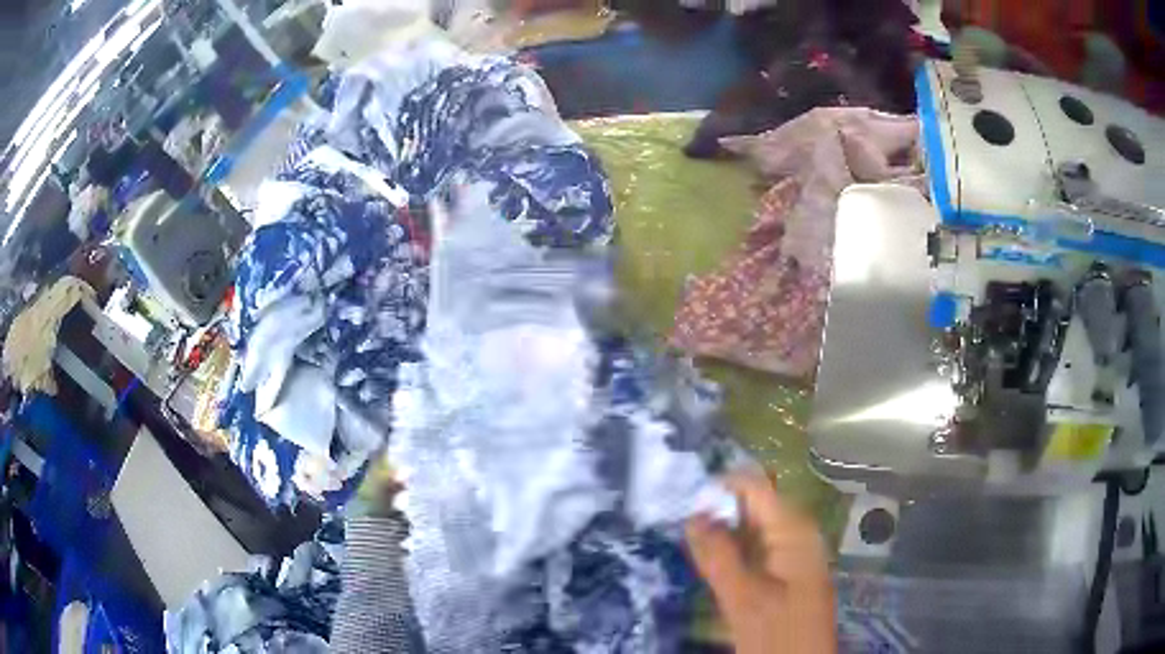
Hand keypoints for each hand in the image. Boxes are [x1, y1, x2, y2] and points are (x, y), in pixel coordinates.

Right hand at [686, 472, 835, 653]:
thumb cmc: (777, 633)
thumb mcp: (743, 597)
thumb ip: (718, 555)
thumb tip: (692, 515)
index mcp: (794, 529)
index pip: (754, 486)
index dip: (719, 487)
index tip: (683, 501)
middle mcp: (797, 532)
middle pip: (754, 505)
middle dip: (718, 512)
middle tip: (679, 526)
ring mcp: (794, 552)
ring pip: (753, 529)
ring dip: (723, 533)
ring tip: (689, 543)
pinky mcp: (787, 571)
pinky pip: (757, 548)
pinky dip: (734, 551)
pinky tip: (712, 564)